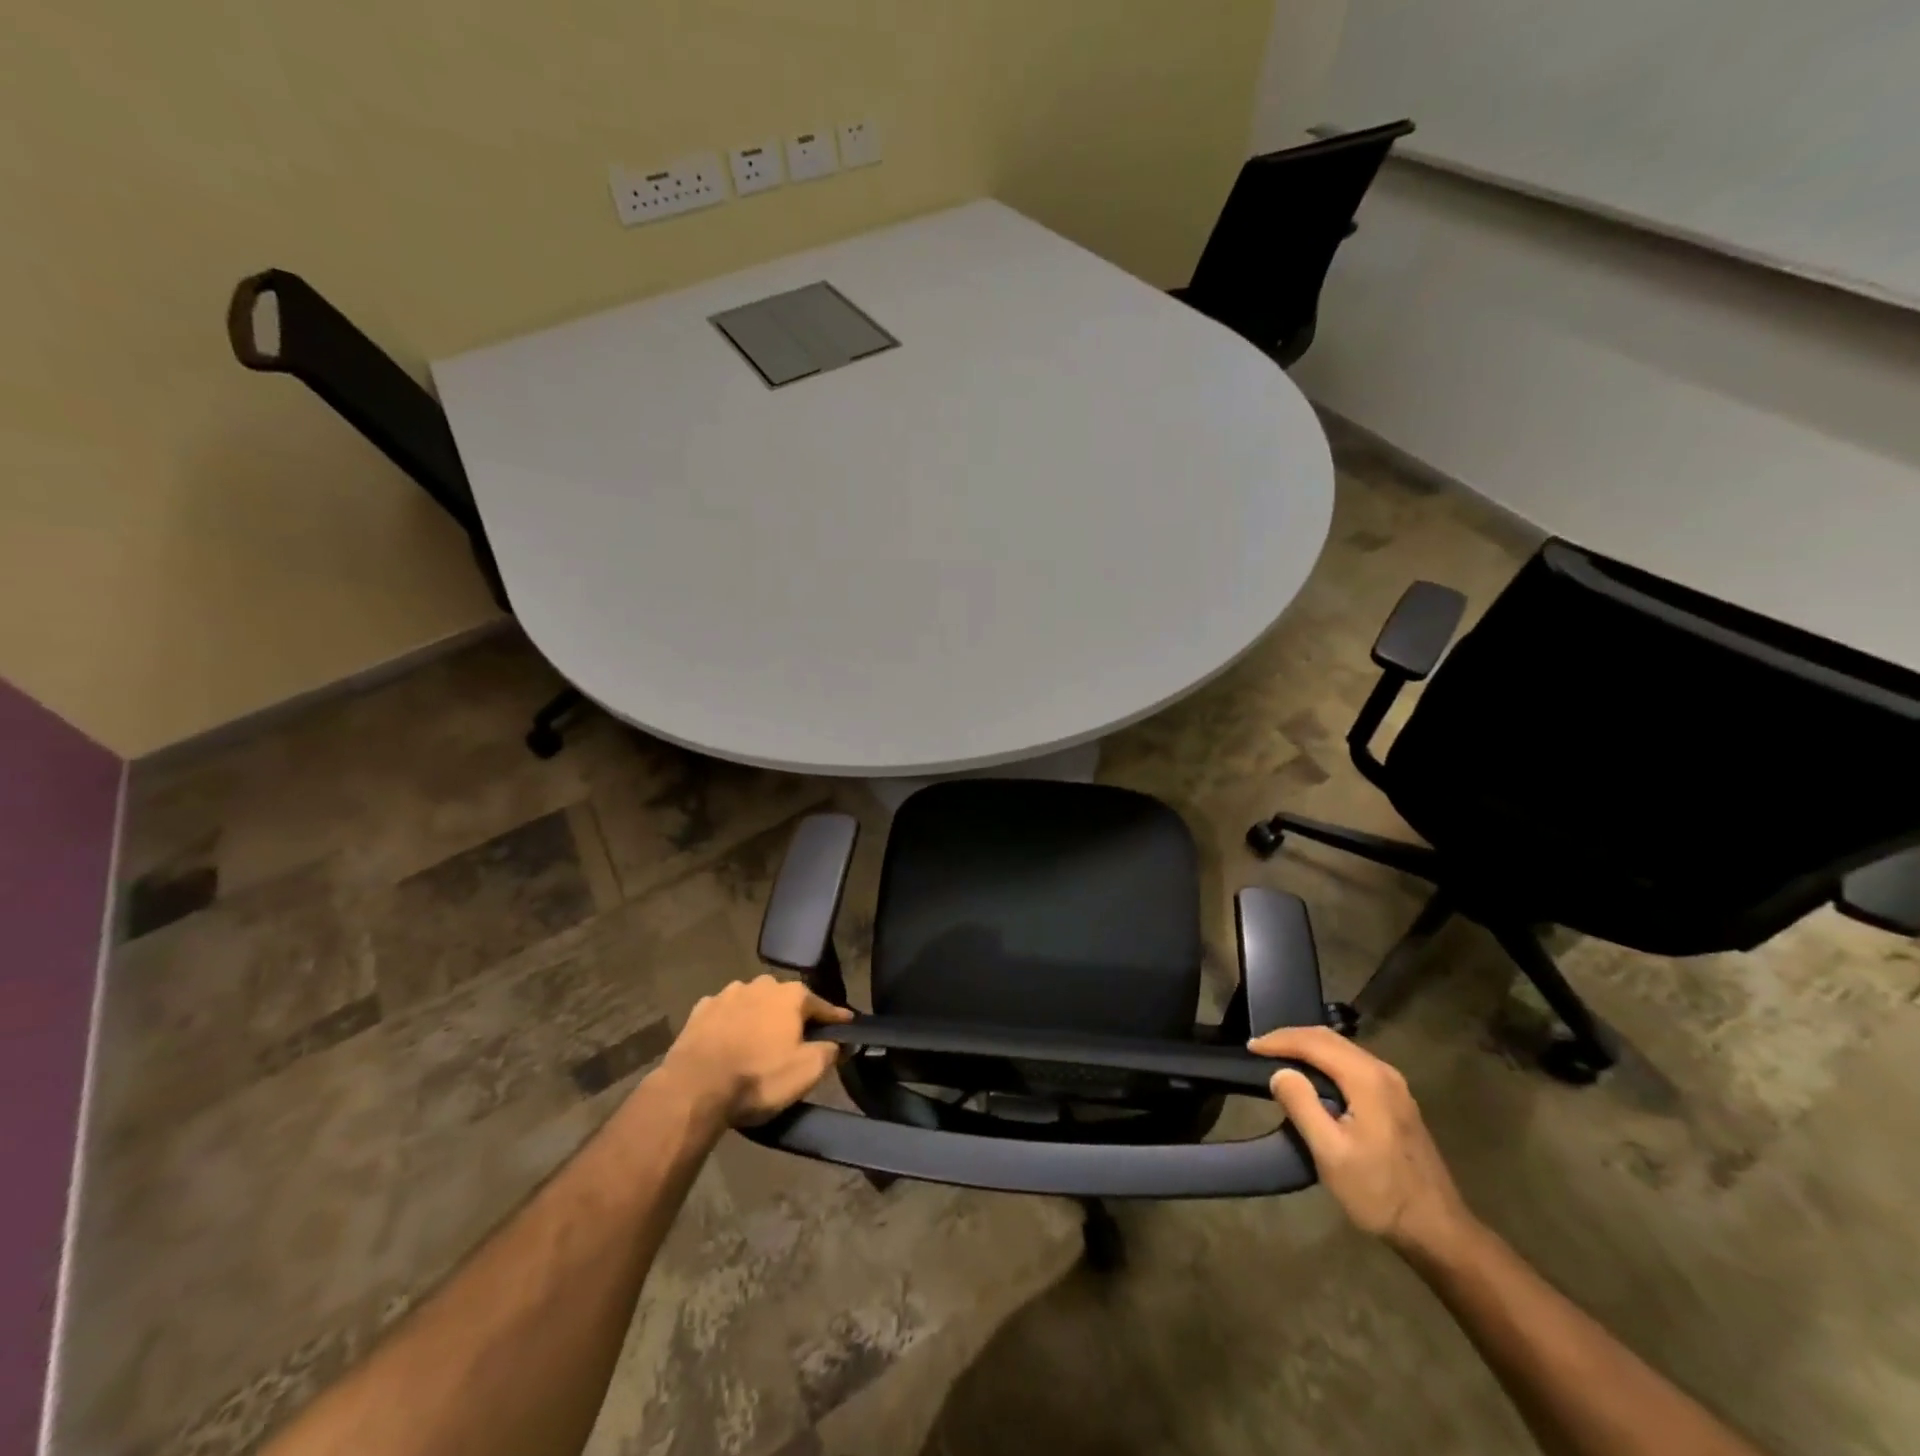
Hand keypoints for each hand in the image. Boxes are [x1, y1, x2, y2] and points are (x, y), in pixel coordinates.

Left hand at [656, 976, 853, 1127]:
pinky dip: (732, 1024)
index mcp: (792, 995)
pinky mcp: (701, 1009)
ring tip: (760, 1041)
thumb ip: (830, 1052)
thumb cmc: (758, 1077)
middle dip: (793, 1016)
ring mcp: (728, 993)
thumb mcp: (806, 1072)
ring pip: (754, 1003)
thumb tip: (838, 1042)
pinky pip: (726, 1013)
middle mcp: (762, 985)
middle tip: (796, 1040)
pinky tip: (729, 1041)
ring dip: (760, 1017)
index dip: (836, 1018)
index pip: (823, 1006)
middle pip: (786, 1001)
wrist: (694, 1088)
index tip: (847, 1025)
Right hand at [1249, 1025, 1473, 1258]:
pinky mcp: (1396, 1101)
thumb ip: (1302, 1105)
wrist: (1438, 1232)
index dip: (1279, 1040)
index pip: (1314, 1042)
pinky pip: (1352, 1065)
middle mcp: (1383, 1072)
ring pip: (1342, 1050)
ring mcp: (1394, 1086)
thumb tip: (1281, 1072)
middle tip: (1260, 1049)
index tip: (1250, 1048)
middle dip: (1291, 1038)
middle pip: (1329, 1039)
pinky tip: (1312, 1078)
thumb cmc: (1379, 1193)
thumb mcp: (1331, 1153)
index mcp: (1367, 1079)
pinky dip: (1325, 1061)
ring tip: (1279, 1059)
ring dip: (1308, 1049)